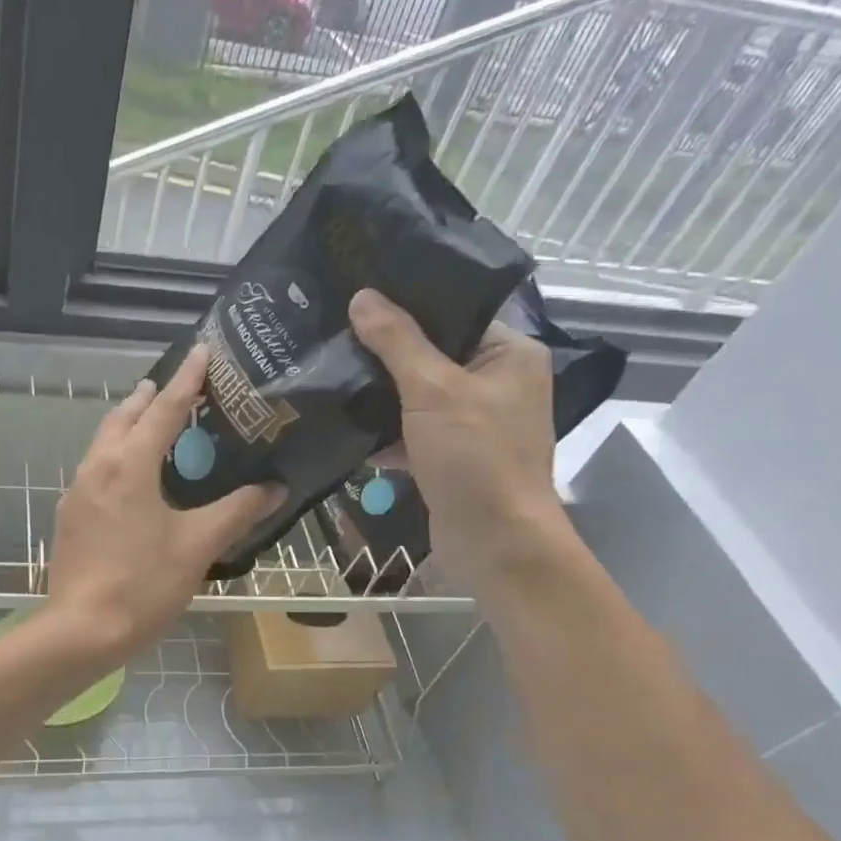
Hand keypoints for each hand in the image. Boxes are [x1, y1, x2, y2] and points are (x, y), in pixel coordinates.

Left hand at [44, 345, 282, 662]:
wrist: (81, 630)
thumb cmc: (143, 584)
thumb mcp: (197, 545)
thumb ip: (236, 511)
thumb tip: (273, 488)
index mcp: (129, 465)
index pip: (163, 408)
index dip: (186, 379)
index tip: (201, 350)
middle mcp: (97, 467)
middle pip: (123, 418)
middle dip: (148, 397)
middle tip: (174, 386)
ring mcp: (77, 492)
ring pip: (103, 442)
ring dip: (127, 424)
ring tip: (151, 423)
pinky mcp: (69, 516)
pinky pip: (95, 469)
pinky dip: (116, 456)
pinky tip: (131, 477)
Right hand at [349, 288, 563, 590]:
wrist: (494, 543)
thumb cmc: (475, 457)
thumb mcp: (432, 390)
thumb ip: (397, 342)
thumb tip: (362, 297)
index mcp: (509, 355)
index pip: (454, 316)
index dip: (408, 307)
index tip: (359, 299)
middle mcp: (497, 384)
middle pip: (431, 356)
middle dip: (385, 355)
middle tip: (335, 336)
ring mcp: (474, 424)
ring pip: (417, 398)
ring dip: (380, 397)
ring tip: (332, 376)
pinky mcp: (452, 458)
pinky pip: (413, 434)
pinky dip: (386, 435)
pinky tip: (347, 430)